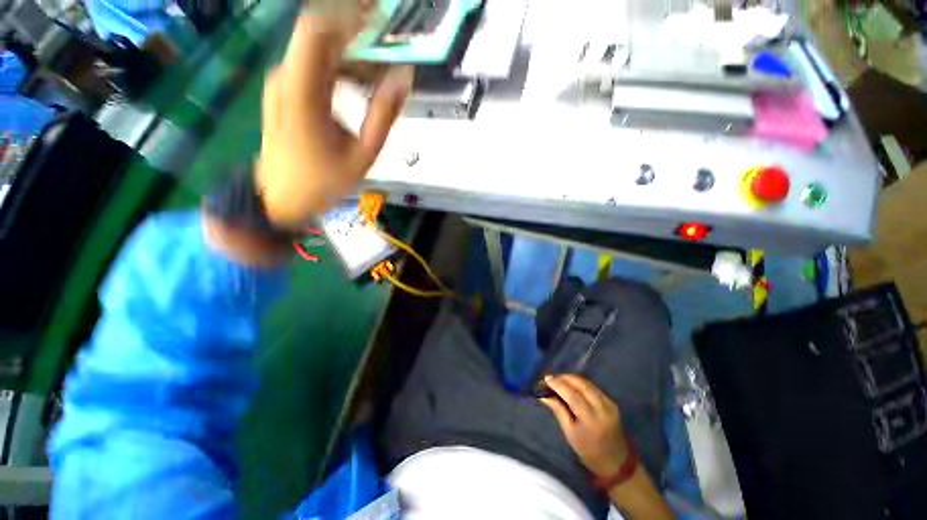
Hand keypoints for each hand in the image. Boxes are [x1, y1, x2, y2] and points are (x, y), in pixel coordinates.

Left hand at [257, 11, 412, 228]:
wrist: (281, 198)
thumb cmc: (323, 182)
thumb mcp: (363, 155)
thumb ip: (383, 116)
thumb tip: (403, 79)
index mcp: (303, 91)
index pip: (318, 28)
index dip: (349, 12)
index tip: (380, 14)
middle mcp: (287, 77)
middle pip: (322, 35)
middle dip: (358, 35)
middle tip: (391, 49)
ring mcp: (283, 83)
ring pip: (320, 51)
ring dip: (353, 56)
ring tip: (381, 77)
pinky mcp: (285, 91)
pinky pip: (315, 67)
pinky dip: (341, 69)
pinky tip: (361, 87)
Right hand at [540, 375, 629, 477]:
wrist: (616, 462)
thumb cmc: (588, 451)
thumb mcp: (570, 433)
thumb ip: (558, 411)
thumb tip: (544, 396)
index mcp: (591, 419)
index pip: (572, 395)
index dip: (558, 384)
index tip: (546, 378)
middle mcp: (602, 408)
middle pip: (581, 384)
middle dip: (564, 378)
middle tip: (551, 378)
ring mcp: (609, 404)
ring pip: (587, 383)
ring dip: (571, 379)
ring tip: (559, 380)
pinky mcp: (612, 402)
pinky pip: (593, 387)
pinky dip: (580, 384)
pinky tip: (572, 386)